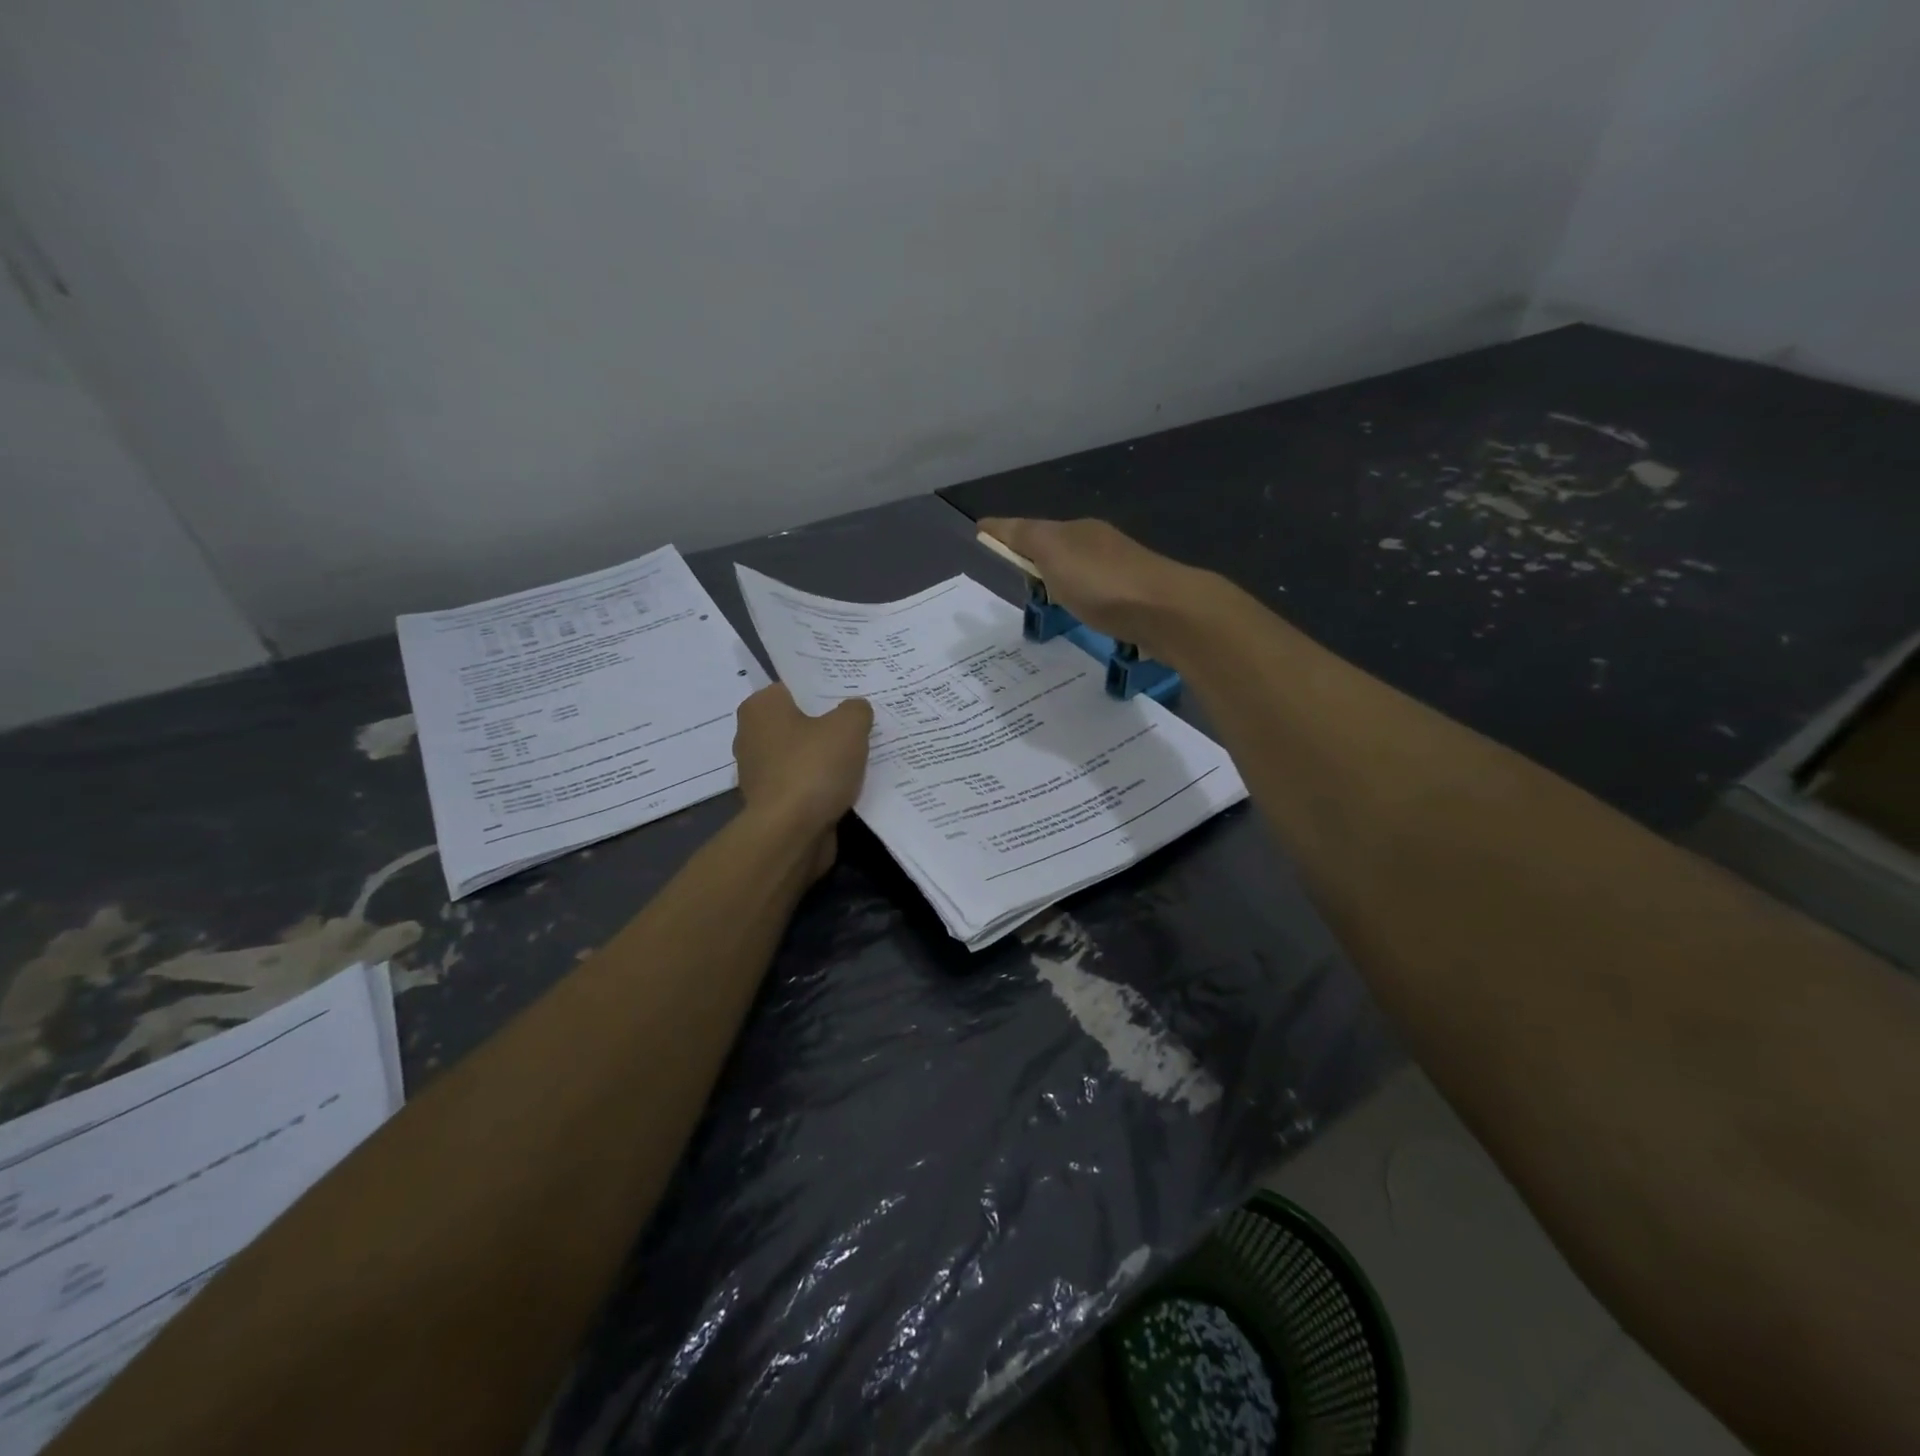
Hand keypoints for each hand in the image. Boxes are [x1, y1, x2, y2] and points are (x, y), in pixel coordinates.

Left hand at [733, 684, 873, 876]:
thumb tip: (856, 710)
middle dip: (829, 724)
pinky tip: (851, 784)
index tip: (854, 693)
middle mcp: (752, 736)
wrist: (791, 834)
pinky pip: (805, 783)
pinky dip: (823, 785)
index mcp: (761, 707)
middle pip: (801, 721)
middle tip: (864, 722)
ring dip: (828, 758)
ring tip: (864, 753)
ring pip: (804, 754)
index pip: (796, 686)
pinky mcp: (772, 803)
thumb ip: (856, 710)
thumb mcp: (849, 726)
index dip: (827, 688)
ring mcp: (760, 772)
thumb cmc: (813, 768)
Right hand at [977, 517, 1208, 662]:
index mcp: (1077, 531)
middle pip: (1059, 548)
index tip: (984, 541)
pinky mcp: (1136, 601)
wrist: (1167, 611)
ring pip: (1081, 572)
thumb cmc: (1102, 582)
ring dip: (1063, 581)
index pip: (1032, 528)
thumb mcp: (1053, 552)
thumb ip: (1023, 537)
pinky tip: (1083, 616)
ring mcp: (1122, 572)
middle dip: (1037, 558)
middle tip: (1017, 578)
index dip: (1006, 535)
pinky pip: (1099, 597)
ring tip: (1047, 602)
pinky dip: (1084, 601)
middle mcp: (1100, 545)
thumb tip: (992, 524)